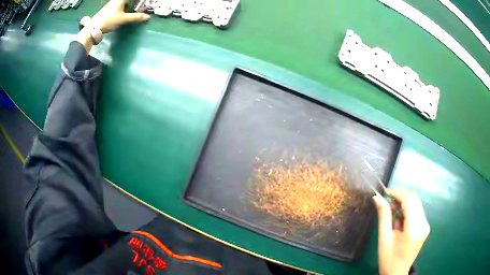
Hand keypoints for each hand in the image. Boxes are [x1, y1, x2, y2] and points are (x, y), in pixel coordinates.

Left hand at [76, 0, 148, 52]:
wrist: (93, 28)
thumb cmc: (109, 20)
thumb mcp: (123, 19)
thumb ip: (135, 17)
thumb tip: (148, 17)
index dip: (138, 1)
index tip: (142, 3)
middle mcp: (116, 0)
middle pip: (127, 1)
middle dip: (133, 3)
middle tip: (139, 7)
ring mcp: (111, 4)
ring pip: (122, 3)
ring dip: (128, 5)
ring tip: (133, 10)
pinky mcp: (108, 10)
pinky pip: (118, 5)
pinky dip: (123, 7)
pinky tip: (124, 13)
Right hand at [373, 189, 429, 274]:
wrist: (397, 273)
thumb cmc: (388, 259)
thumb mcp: (384, 239)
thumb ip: (384, 216)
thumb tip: (377, 197)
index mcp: (413, 229)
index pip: (409, 201)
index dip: (398, 193)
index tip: (385, 192)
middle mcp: (423, 224)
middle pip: (414, 199)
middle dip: (401, 196)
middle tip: (387, 201)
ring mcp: (426, 224)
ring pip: (416, 203)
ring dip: (404, 202)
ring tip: (392, 212)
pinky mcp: (425, 226)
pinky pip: (417, 210)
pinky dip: (408, 209)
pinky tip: (399, 218)